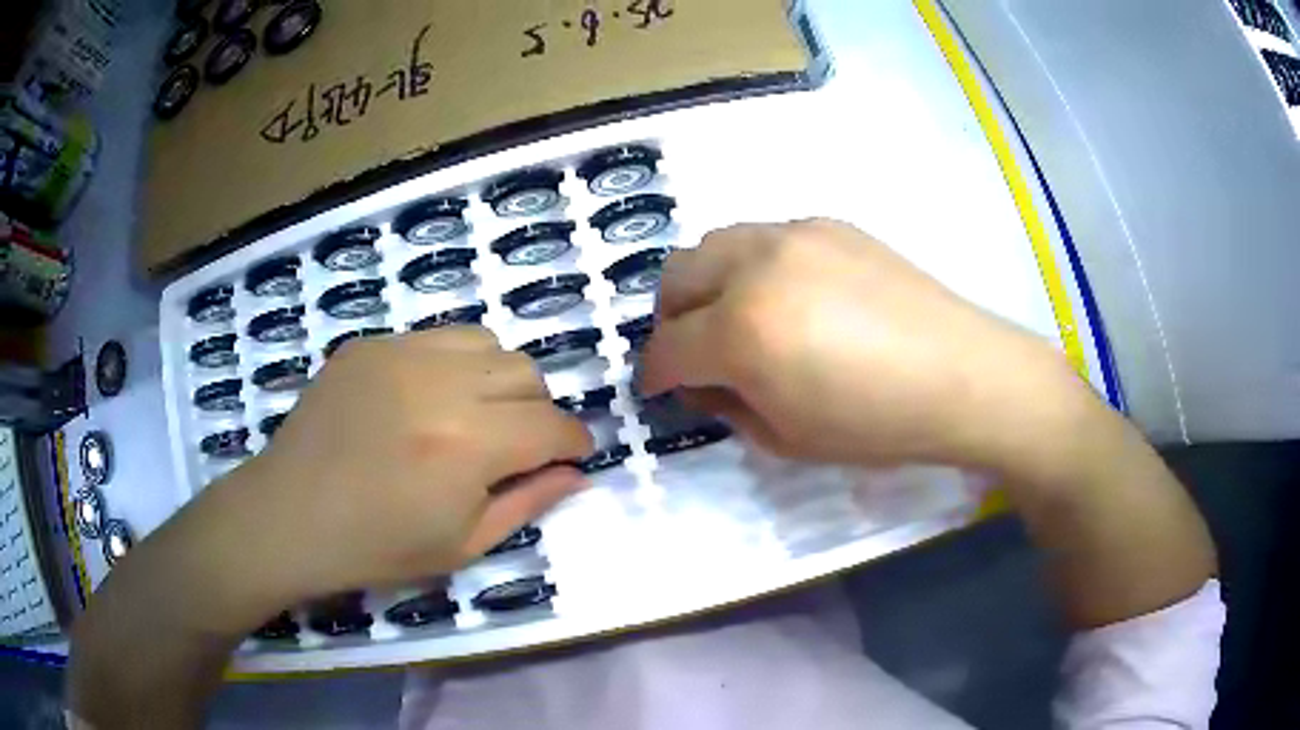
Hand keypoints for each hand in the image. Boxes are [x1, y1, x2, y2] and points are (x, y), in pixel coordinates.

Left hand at [203, 327, 593, 607]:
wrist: (290, 516)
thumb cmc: (376, 547)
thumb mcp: (463, 545)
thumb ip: (528, 502)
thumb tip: (574, 473)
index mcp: (469, 444)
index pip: (552, 425)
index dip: (574, 442)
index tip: (573, 455)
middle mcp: (442, 383)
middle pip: (527, 374)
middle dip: (539, 411)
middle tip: (519, 445)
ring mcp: (400, 352)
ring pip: (487, 343)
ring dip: (500, 378)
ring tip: (477, 414)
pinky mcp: (370, 344)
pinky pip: (436, 338)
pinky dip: (453, 364)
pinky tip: (428, 400)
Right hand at [640, 219, 1080, 473]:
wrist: (962, 374)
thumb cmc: (877, 423)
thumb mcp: (787, 439)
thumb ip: (728, 406)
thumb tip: (704, 382)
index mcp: (742, 330)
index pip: (668, 347)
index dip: (654, 374)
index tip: (659, 388)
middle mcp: (755, 266)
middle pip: (676, 277)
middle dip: (670, 319)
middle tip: (693, 351)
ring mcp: (794, 234)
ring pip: (715, 243)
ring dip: (706, 284)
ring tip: (736, 317)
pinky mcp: (828, 224)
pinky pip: (764, 236)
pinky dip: (753, 266)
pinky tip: (790, 296)